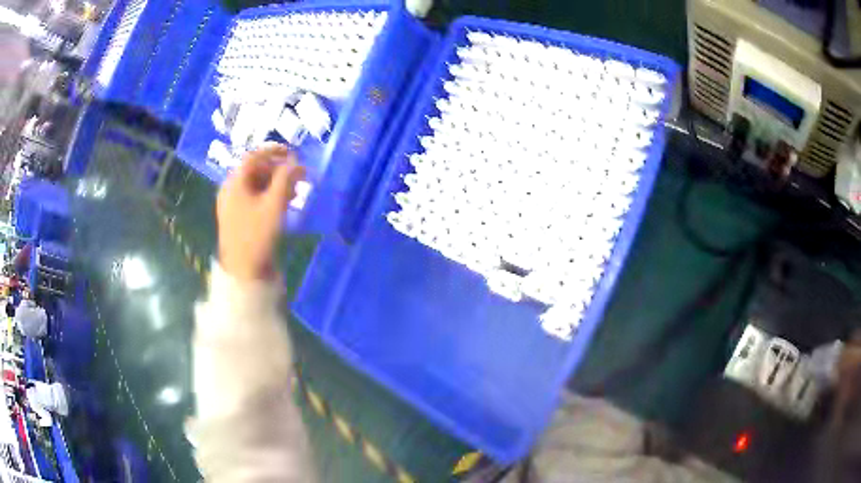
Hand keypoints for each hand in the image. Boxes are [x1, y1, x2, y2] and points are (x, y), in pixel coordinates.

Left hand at [216, 144, 304, 282]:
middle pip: (254, 170)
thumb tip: (296, 162)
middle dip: (277, 169)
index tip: (293, 153)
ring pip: (255, 185)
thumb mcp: (274, 204)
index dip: (274, 151)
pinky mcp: (237, 218)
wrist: (244, 271)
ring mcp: (232, 205)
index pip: (253, 157)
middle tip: (297, 175)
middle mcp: (230, 190)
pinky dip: (268, 196)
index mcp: (234, 183)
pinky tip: (282, 204)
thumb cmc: (257, 235)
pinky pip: (253, 198)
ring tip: (294, 191)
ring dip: (275, 183)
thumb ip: (286, 179)